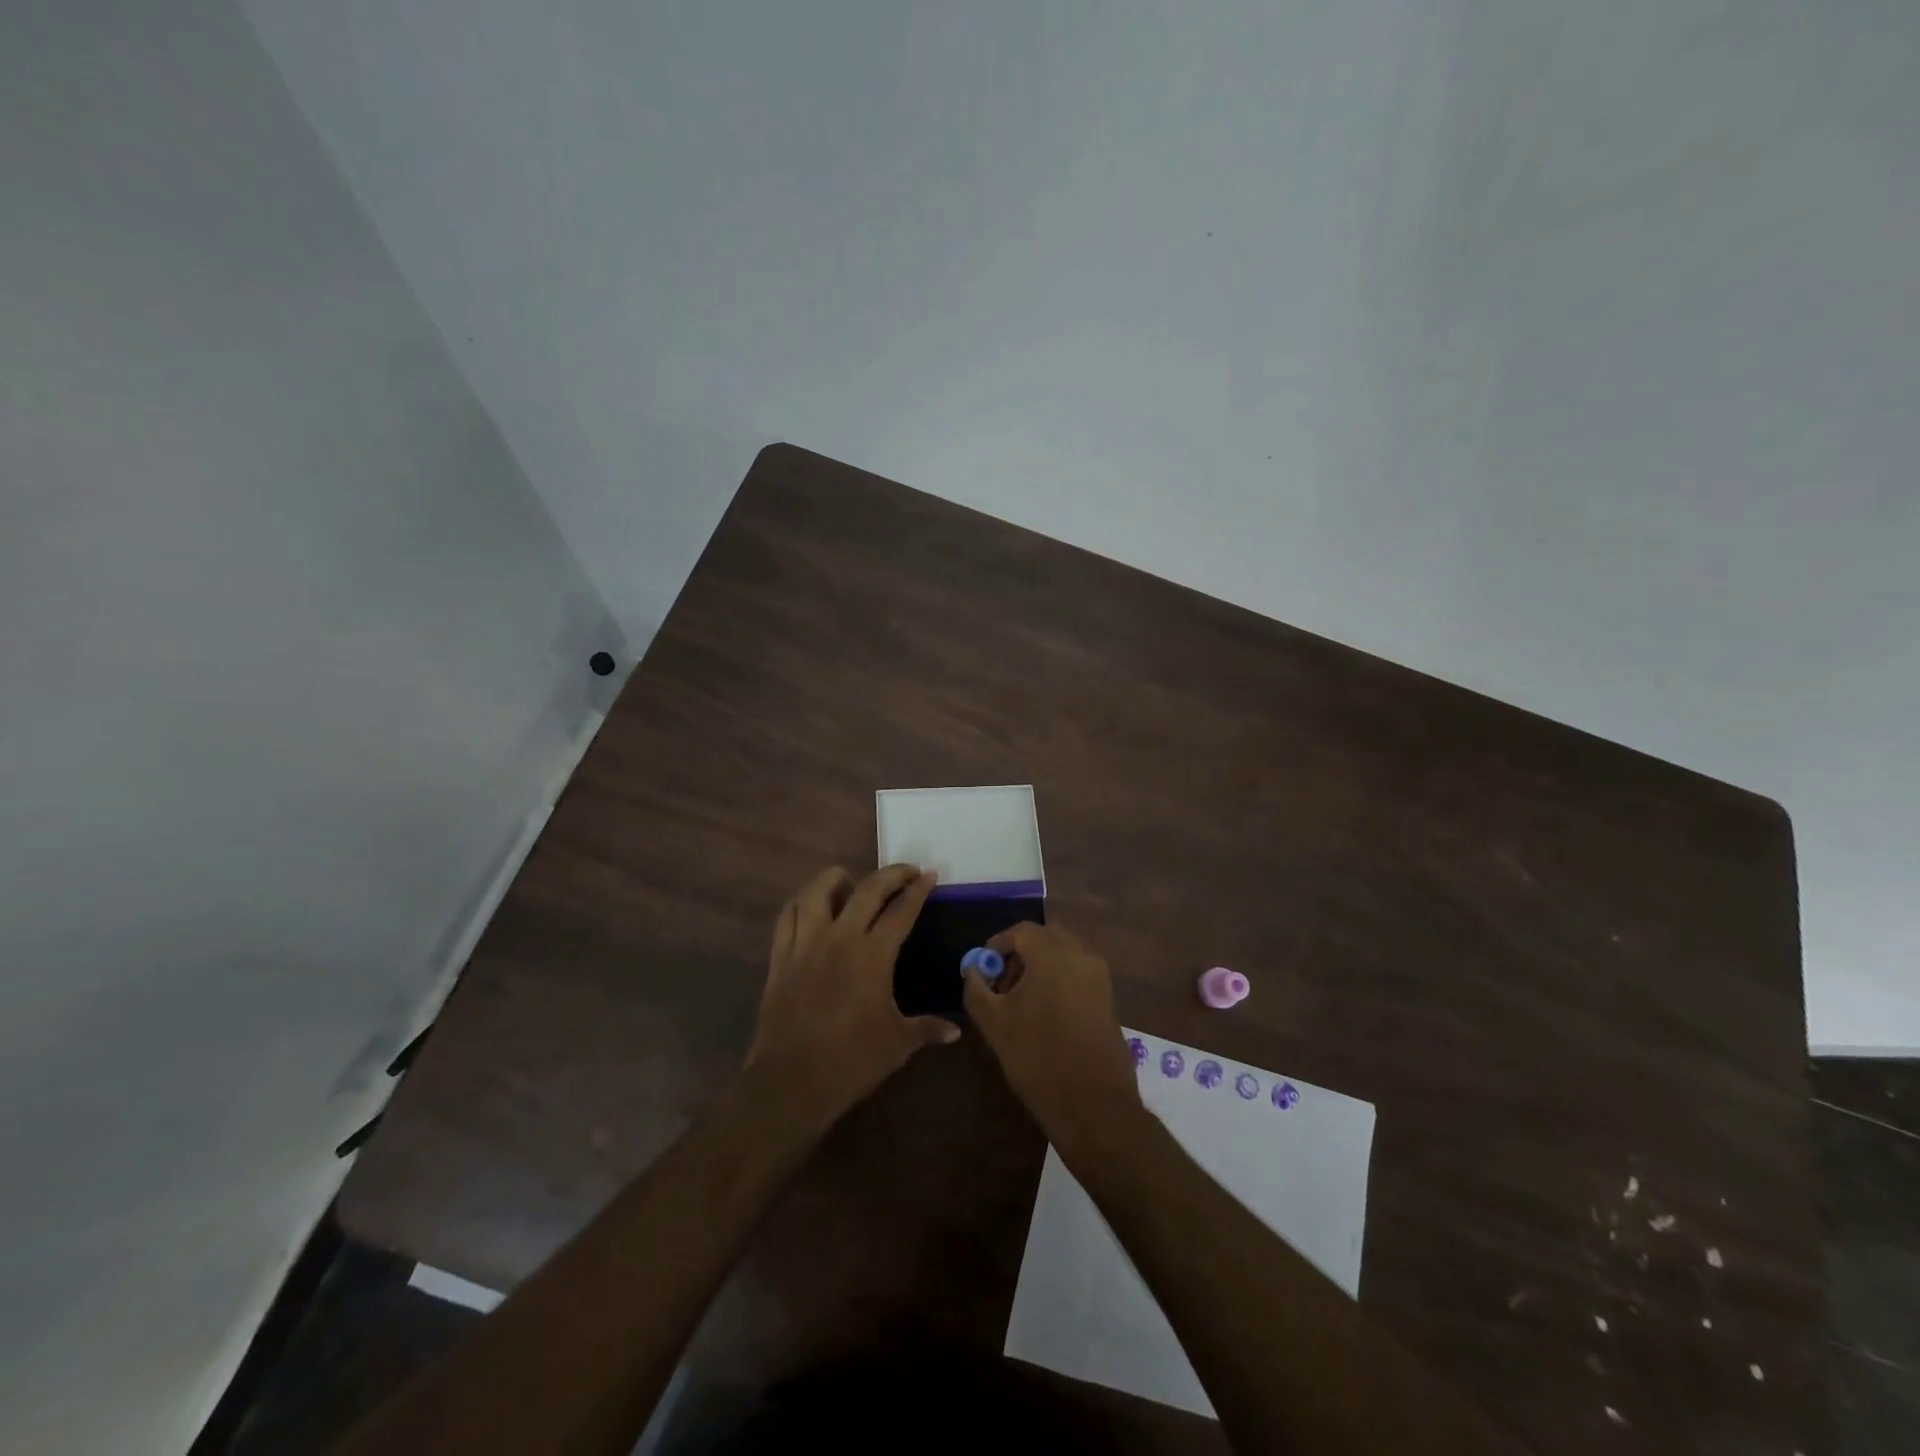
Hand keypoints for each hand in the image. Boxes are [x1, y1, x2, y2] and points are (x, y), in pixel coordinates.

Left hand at [744, 864, 957, 1131]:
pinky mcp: (780, 957)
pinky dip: (801, 903)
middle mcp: (840, 938)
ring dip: (836, 878)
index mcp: (873, 955)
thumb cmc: (852, 1061)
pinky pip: (788, 917)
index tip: (929, 875)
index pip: (901, 910)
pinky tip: (811, 906)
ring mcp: (806, 944)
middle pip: (866, 889)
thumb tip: (955, 1030)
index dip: (918, 890)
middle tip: (906, 871)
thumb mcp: (898, 1044)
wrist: (792, 1082)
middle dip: (891, 874)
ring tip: (849, 879)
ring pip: (817, 892)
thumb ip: (927, 1029)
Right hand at [962, 922, 1142, 1152]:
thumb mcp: (994, 1022)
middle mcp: (1081, 955)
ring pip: (1063, 955)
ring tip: (1020, 1001)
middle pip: (1045, 938)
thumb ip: (976, 988)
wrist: (1093, 1104)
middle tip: (1001, 982)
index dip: (997, 945)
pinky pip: (1078, 974)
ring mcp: (1099, 977)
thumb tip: (973, 969)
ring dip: (1040, 967)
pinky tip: (1044, 1014)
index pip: (1021, 931)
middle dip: (1020, 953)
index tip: (983, 968)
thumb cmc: (1038, 1057)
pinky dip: (1058, 980)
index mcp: (1053, 953)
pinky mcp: (1108, 998)